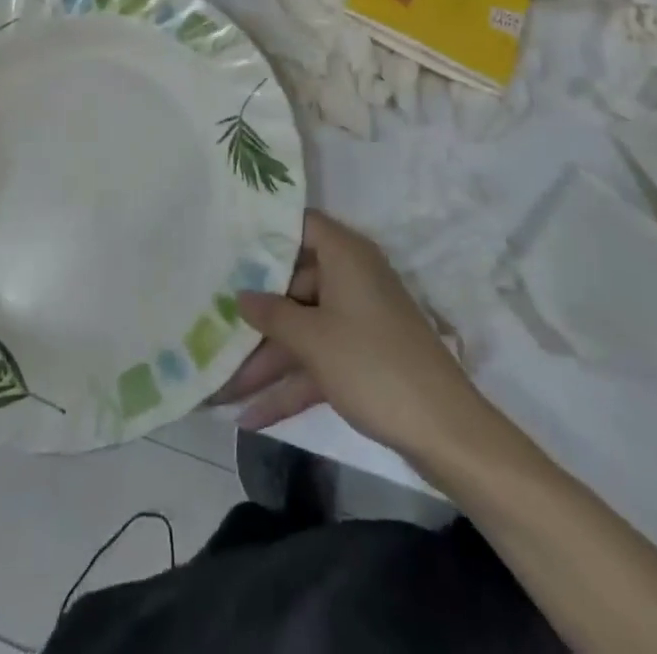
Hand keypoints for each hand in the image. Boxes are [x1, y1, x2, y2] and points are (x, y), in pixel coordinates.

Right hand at [214, 210, 486, 460]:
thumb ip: (271, 315)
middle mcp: (351, 278)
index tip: (228, 244)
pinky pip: (319, 360)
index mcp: (345, 255)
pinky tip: (252, 417)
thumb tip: (241, 295)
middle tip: (213, 327)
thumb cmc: (372, 364)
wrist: (443, 430)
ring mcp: (358, 319)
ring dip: (266, 361)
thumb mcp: (313, 340)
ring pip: (304, 329)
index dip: (267, 233)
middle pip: (294, 285)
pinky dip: (291, 385)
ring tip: (220, 390)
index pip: (301, 226)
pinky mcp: (363, 357)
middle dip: (256, 316)